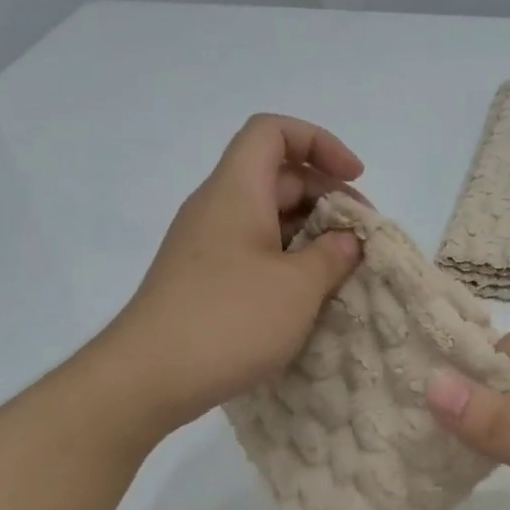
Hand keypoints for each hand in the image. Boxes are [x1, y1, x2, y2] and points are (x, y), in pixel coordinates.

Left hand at [106, 114, 363, 437]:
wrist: (149, 377)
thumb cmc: (230, 320)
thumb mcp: (298, 287)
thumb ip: (332, 255)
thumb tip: (346, 240)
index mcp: (236, 191)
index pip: (274, 132)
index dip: (320, 142)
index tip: (355, 178)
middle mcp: (217, 208)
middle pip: (276, 176)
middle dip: (326, 196)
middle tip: (361, 237)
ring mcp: (205, 246)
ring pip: (266, 218)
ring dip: (309, 235)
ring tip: (342, 271)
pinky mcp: (202, 280)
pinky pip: (252, 252)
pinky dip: (287, 262)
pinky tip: (308, 297)